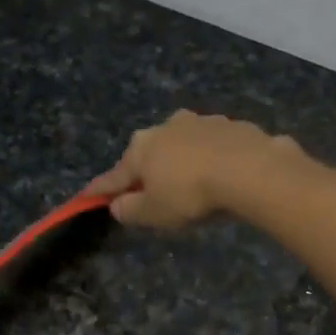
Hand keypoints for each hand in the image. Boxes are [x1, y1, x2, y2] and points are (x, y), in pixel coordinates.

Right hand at [89, 110, 304, 229]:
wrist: (248, 168)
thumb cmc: (191, 193)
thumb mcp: (154, 213)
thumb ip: (130, 210)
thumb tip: (116, 205)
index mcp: (141, 148)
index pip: (114, 175)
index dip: (100, 190)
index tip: (86, 196)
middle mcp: (165, 127)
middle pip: (149, 154)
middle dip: (147, 172)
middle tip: (152, 194)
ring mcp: (200, 122)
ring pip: (182, 146)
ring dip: (181, 162)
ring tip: (191, 184)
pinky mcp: (231, 125)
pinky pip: (212, 146)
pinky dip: (210, 159)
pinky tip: (220, 174)